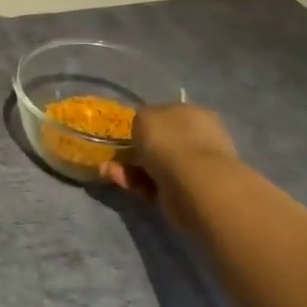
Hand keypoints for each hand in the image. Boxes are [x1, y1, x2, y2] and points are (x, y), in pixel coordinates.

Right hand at [101, 103, 237, 220]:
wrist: (194, 184)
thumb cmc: (171, 141)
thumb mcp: (145, 116)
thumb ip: (142, 119)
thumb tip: (144, 129)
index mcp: (193, 114)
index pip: (167, 115)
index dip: (146, 123)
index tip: (127, 132)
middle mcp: (197, 139)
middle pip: (161, 143)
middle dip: (136, 149)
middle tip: (116, 154)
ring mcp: (194, 168)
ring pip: (155, 165)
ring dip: (130, 168)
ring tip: (109, 170)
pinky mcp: (185, 193)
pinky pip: (155, 185)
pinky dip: (136, 183)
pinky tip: (120, 180)